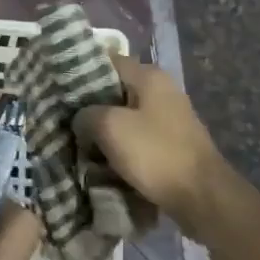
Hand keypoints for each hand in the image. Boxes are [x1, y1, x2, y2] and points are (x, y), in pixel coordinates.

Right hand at [72, 56, 230, 233]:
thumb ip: (86, 114)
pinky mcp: (171, 144)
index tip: (56, 88)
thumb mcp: (109, 127)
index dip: (79, 72)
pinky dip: (119, 147)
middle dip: (89, 107)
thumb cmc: (155, 154)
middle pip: (114, 91)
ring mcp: (169, 119)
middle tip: (62, 120)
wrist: (202, 197)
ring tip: (76, 143)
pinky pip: (136, 139)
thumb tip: (81, 119)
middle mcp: (161, 91)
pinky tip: (100, 161)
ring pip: (124, 117)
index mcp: (149, 77)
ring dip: (103, 131)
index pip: (106, 61)